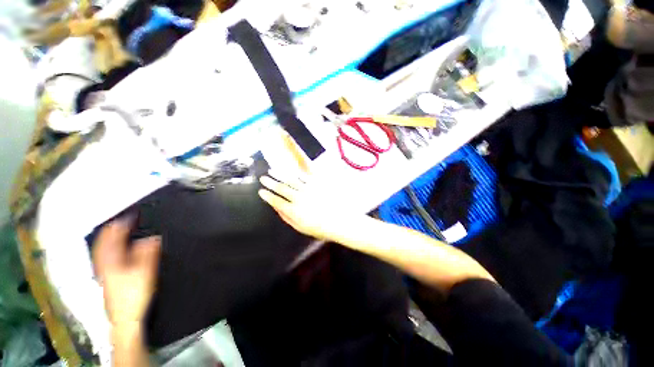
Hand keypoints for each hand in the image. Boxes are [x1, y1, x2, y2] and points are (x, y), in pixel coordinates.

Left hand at [92, 218, 160, 325]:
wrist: (124, 318)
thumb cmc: (134, 294)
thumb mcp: (144, 272)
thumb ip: (147, 253)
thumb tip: (152, 238)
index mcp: (112, 260)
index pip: (113, 237)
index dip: (122, 225)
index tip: (131, 216)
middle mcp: (103, 263)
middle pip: (104, 241)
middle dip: (113, 230)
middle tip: (124, 221)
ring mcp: (101, 271)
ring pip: (101, 249)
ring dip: (109, 238)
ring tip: (118, 231)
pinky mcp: (104, 278)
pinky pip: (103, 257)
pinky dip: (108, 249)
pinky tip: (114, 250)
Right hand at [258, 172, 365, 242]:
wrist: (340, 221)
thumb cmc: (320, 228)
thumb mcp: (300, 227)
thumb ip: (287, 217)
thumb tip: (276, 208)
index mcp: (294, 210)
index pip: (276, 201)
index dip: (267, 196)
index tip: (261, 191)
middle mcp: (299, 198)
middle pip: (281, 188)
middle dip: (270, 182)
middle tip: (262, 178)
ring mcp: (308, 189)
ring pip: (290, 180)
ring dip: (279, 174)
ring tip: (271, 170)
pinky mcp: (317, 184)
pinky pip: (303, 176)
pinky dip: (294, 173)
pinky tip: (290, 170)